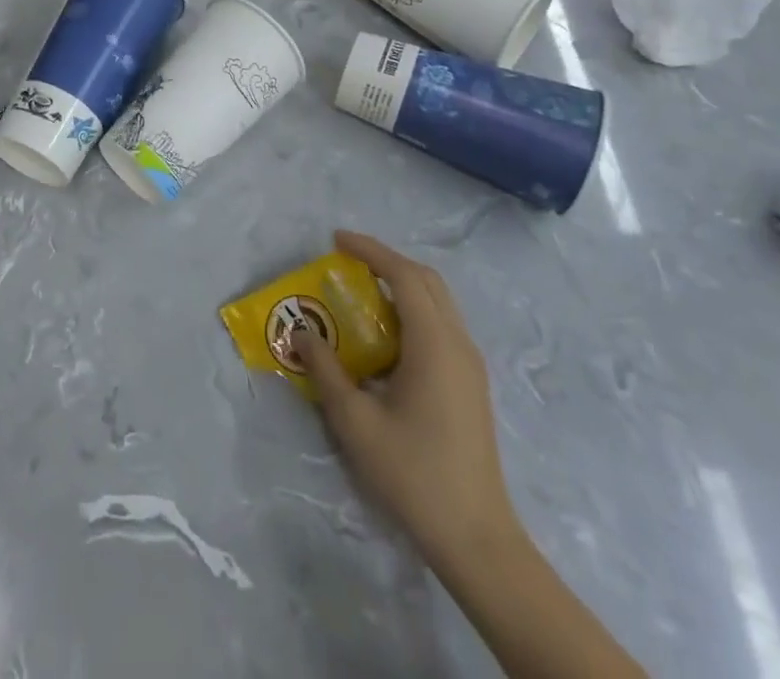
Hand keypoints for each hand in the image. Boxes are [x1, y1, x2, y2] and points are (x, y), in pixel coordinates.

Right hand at [294, 230, 518, 558]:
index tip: (336, 240)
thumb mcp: (355, 421)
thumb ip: (326, 370)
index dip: (370, 251)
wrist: (476, 538)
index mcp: (434, 343)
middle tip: (348, 260)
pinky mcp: (471, 383)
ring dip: (402, 284)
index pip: (403, 275)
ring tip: (362, 290)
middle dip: (387, 261)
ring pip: (438, 301)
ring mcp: (470, 364)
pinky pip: (442, 324)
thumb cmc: (413, 474)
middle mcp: (458, 343)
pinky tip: (387, 335)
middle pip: (426, 280)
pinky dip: (413, 310)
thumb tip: (303, 333)